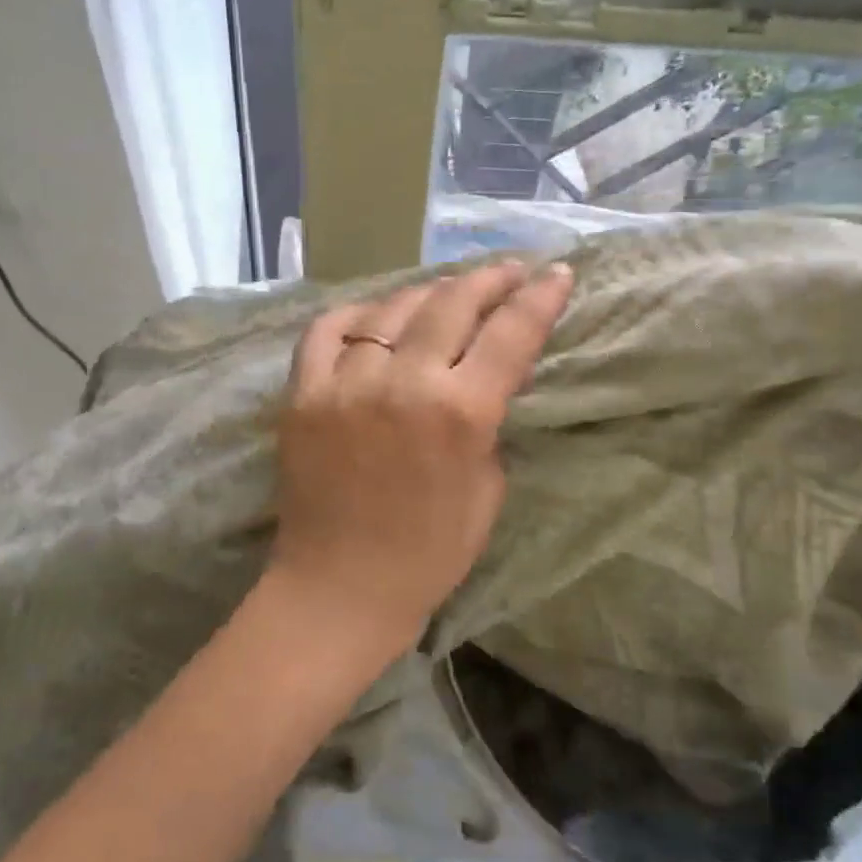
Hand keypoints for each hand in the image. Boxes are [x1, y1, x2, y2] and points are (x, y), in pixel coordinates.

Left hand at [268, 259, 574, 662]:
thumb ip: (486, 424)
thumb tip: (477, 383)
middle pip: (453, 304)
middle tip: (509, 271)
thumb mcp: (487, 489)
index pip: (511, 334)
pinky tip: (376, 319)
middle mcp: (403, 383)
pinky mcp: (302, 394)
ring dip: (429, 293)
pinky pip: (328, 330)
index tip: (559, 273)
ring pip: (392, 308)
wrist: (338, 590)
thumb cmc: (428, 555)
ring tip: (448, 294)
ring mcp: (344, 383)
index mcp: (460, 414)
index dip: (541, 297)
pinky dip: (358, 316)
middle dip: (490, 280)